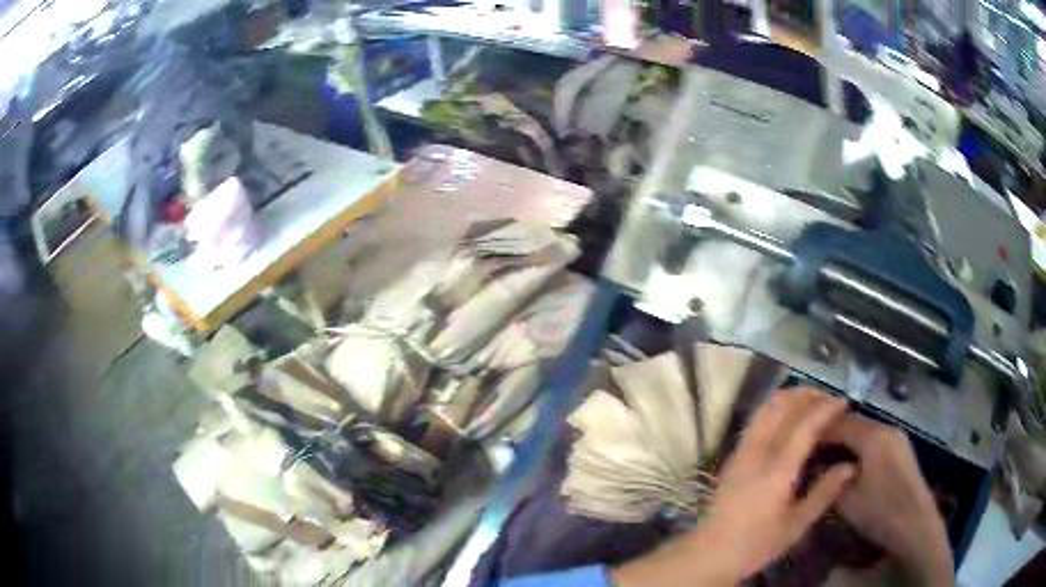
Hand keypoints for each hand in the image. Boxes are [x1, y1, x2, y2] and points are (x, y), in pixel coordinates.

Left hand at [615, 388, 853, 585]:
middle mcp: (757, 453)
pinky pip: (757, 420)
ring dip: (791, 398)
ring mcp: (741, 451)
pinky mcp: (733, 455)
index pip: (804, 426)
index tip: (844, 402)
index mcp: (776, 471)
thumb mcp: (796, 525)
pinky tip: (789, 420)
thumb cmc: (756, 545)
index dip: (826, 409)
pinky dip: (776, 409)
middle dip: (808, 396)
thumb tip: (850, 467)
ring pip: (766, 408)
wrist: (708, 553)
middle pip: (782, 406)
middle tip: (829, 402)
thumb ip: (824, 492)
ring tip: (813, 405)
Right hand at [824, 414, 952, 585]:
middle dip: (831, 433)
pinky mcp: (902, 450)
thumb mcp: (847, 499)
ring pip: (865, 431)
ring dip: (846, 440)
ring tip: (826, 456)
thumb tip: (819, 466)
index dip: (816, 429)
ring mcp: (897, 438)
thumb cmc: (879, 511)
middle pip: (854, 423)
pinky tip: (851, 462)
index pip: (839, 422)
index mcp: (872, 435)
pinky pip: (875, 440)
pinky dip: (860, 446)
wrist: (914, 523)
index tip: (797, 439)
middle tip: (809, 448)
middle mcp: (886, 428)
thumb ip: (831, 477)